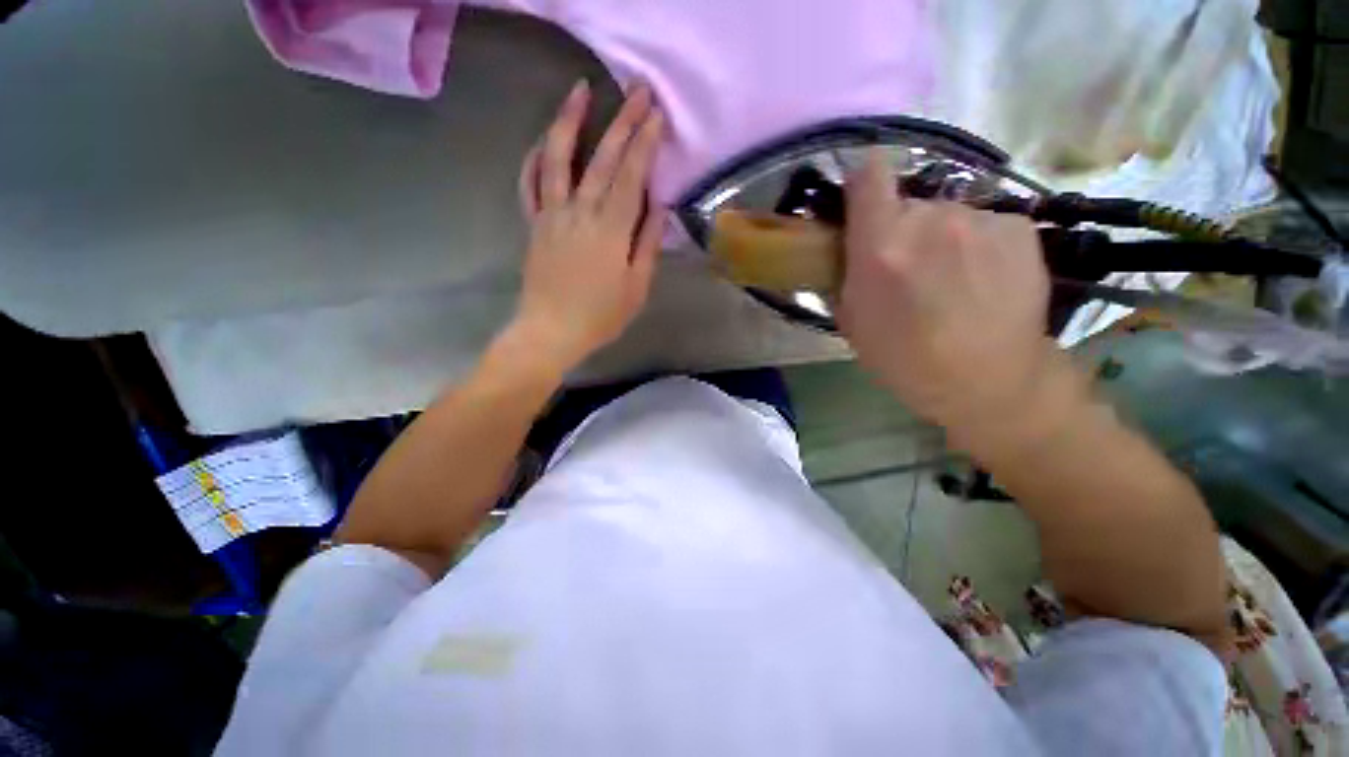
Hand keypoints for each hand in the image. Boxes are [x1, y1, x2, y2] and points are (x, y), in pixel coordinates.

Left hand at [508, 80, 664, 374]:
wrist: (547, 333)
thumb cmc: (598, 315)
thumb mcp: (637, 285)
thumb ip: (647, 239)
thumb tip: (659, 201)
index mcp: (610, 228)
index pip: (631, 174)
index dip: (644, 140)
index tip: (655, 112)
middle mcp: (579, 211)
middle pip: (601, 157)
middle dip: (621, 119)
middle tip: (636, 88)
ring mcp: (550, 213)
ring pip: (557, 159)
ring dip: (568, 120)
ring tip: (578, 90)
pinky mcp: (533, 221)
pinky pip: (529, 184)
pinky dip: (534, 157)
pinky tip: (544, 136)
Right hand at [836, 150, 1060, 436]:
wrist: (997, 388)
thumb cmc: (918, 367)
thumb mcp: (858, 327)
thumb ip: (847, 272)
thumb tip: (846, 238)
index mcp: (883, 243)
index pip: (869, 171)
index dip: (871, 184)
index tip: (877, 205)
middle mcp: (931, 219)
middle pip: (917, 202)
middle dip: (919, 228)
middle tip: (930, 271)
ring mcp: (980, 221)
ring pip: (960, 216)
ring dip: (960, 240)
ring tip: (972, 285)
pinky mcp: (1018, 228)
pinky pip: (997, 225)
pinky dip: (997, 247)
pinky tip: (999, 282)